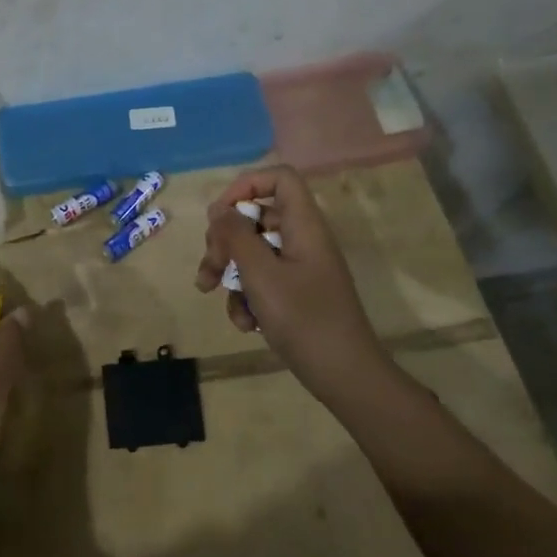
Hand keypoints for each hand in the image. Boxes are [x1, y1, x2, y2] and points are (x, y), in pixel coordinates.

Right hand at [195, 166, 385, 403]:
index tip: (220, 215)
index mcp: (303, 226)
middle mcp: (302, 240)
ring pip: (252, 252)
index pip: (279, 178)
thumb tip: (217, 208)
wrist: (345, 377)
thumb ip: (236, 236)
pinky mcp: (295, 294)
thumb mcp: (261, 275)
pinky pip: (262, 281)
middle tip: (211, 268)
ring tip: (212, 295)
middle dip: (225, 241)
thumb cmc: (305, 320)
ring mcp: (299, 268)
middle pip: (256, 217)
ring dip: (229, 272)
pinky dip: (247, 297)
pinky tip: (246, 324)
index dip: (246, 186)